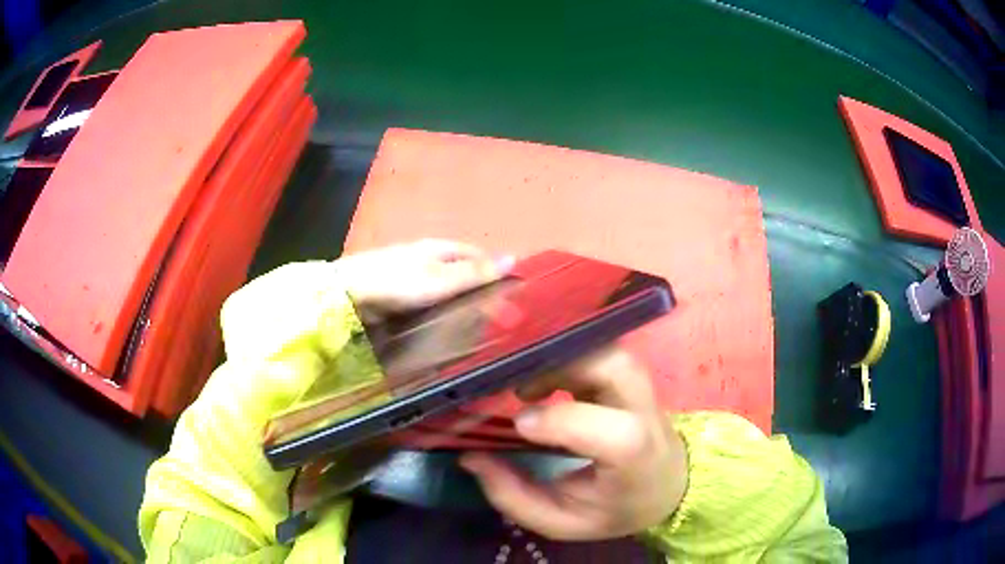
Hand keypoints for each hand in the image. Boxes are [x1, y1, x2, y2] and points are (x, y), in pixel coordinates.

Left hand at [337, 239, 513, 320]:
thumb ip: (476, 273)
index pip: (477, 254)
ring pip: (444, 288)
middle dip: (475, 290)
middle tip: (488, 318)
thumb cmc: (400, 283)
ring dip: (456, 303)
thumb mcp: (443, 279)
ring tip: (468, 326)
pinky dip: (437, 311)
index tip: (507, 296)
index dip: (493, 271)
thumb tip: (513, 258)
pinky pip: (426, 301)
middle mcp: (427, 257)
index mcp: (440, 248)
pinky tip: (440, 325)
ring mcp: (411, 274)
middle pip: (460, 271)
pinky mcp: (398, 292)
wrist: (351, 295)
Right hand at [460, 347, 687, 540]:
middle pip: (614, 366)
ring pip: (608, 348)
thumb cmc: (616, 507)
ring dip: (562, 356)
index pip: (608, 431)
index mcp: (636, 458)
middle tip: (521, 390)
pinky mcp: (632, 375)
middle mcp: (644, 412)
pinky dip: (568, 354)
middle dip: (561, 366)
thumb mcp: (562, 521)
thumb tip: (470, 458)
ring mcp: (642, 387)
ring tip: (530, 385)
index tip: (518, 425)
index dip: (558, 420)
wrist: (667, 484)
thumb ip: (514, 496)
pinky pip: (601, 348)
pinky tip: (547, 377)